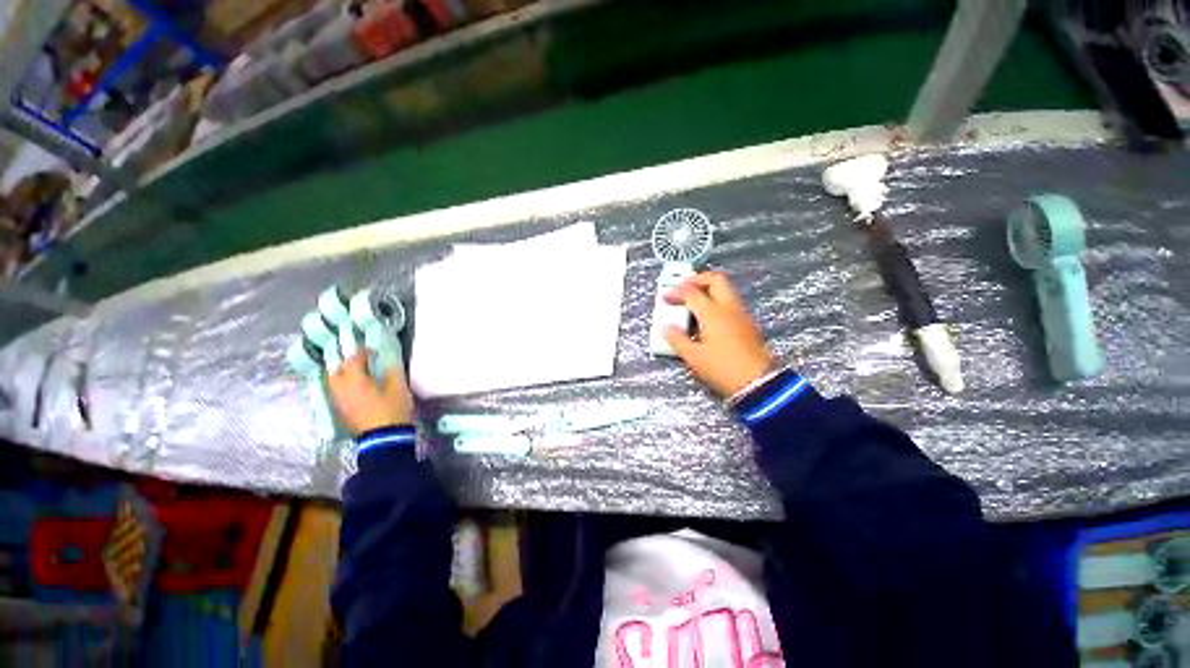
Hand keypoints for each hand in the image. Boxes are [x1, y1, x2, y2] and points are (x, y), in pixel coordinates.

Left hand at [326, 353, 414, 434]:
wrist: (384, 438)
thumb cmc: (392, 409)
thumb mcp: (398, 387)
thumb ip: (391, 371)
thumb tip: (386, 361)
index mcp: (354, 380)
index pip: (353, 360)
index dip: (363, 352)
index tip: (374, 351)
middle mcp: (341, 389)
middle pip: (335, 371)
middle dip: (345, 363)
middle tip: (359, 361)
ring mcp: (339, 402)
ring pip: (333, 383)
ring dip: (342, 375)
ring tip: (356, 374)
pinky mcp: (342, 412)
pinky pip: (337, 393)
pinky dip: (343, 387)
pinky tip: (355, 389)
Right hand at [663, 271, 775, 397]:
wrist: (759, 383)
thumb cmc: (722, 368)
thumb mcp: (694, 357)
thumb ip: (678, 340)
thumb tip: (665, 327)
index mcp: (713, 313)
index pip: (691, 293)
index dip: (676, 292)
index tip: (665, 297)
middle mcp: (729, 308)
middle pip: (715, 279)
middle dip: (697, 279)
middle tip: (683, 287)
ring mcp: (741, 314)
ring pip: (726, 289)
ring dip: (708, 289)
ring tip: (693, 300)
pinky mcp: (748, 324)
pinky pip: (731, 302)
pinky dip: (717, 300)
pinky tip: (708, 316)